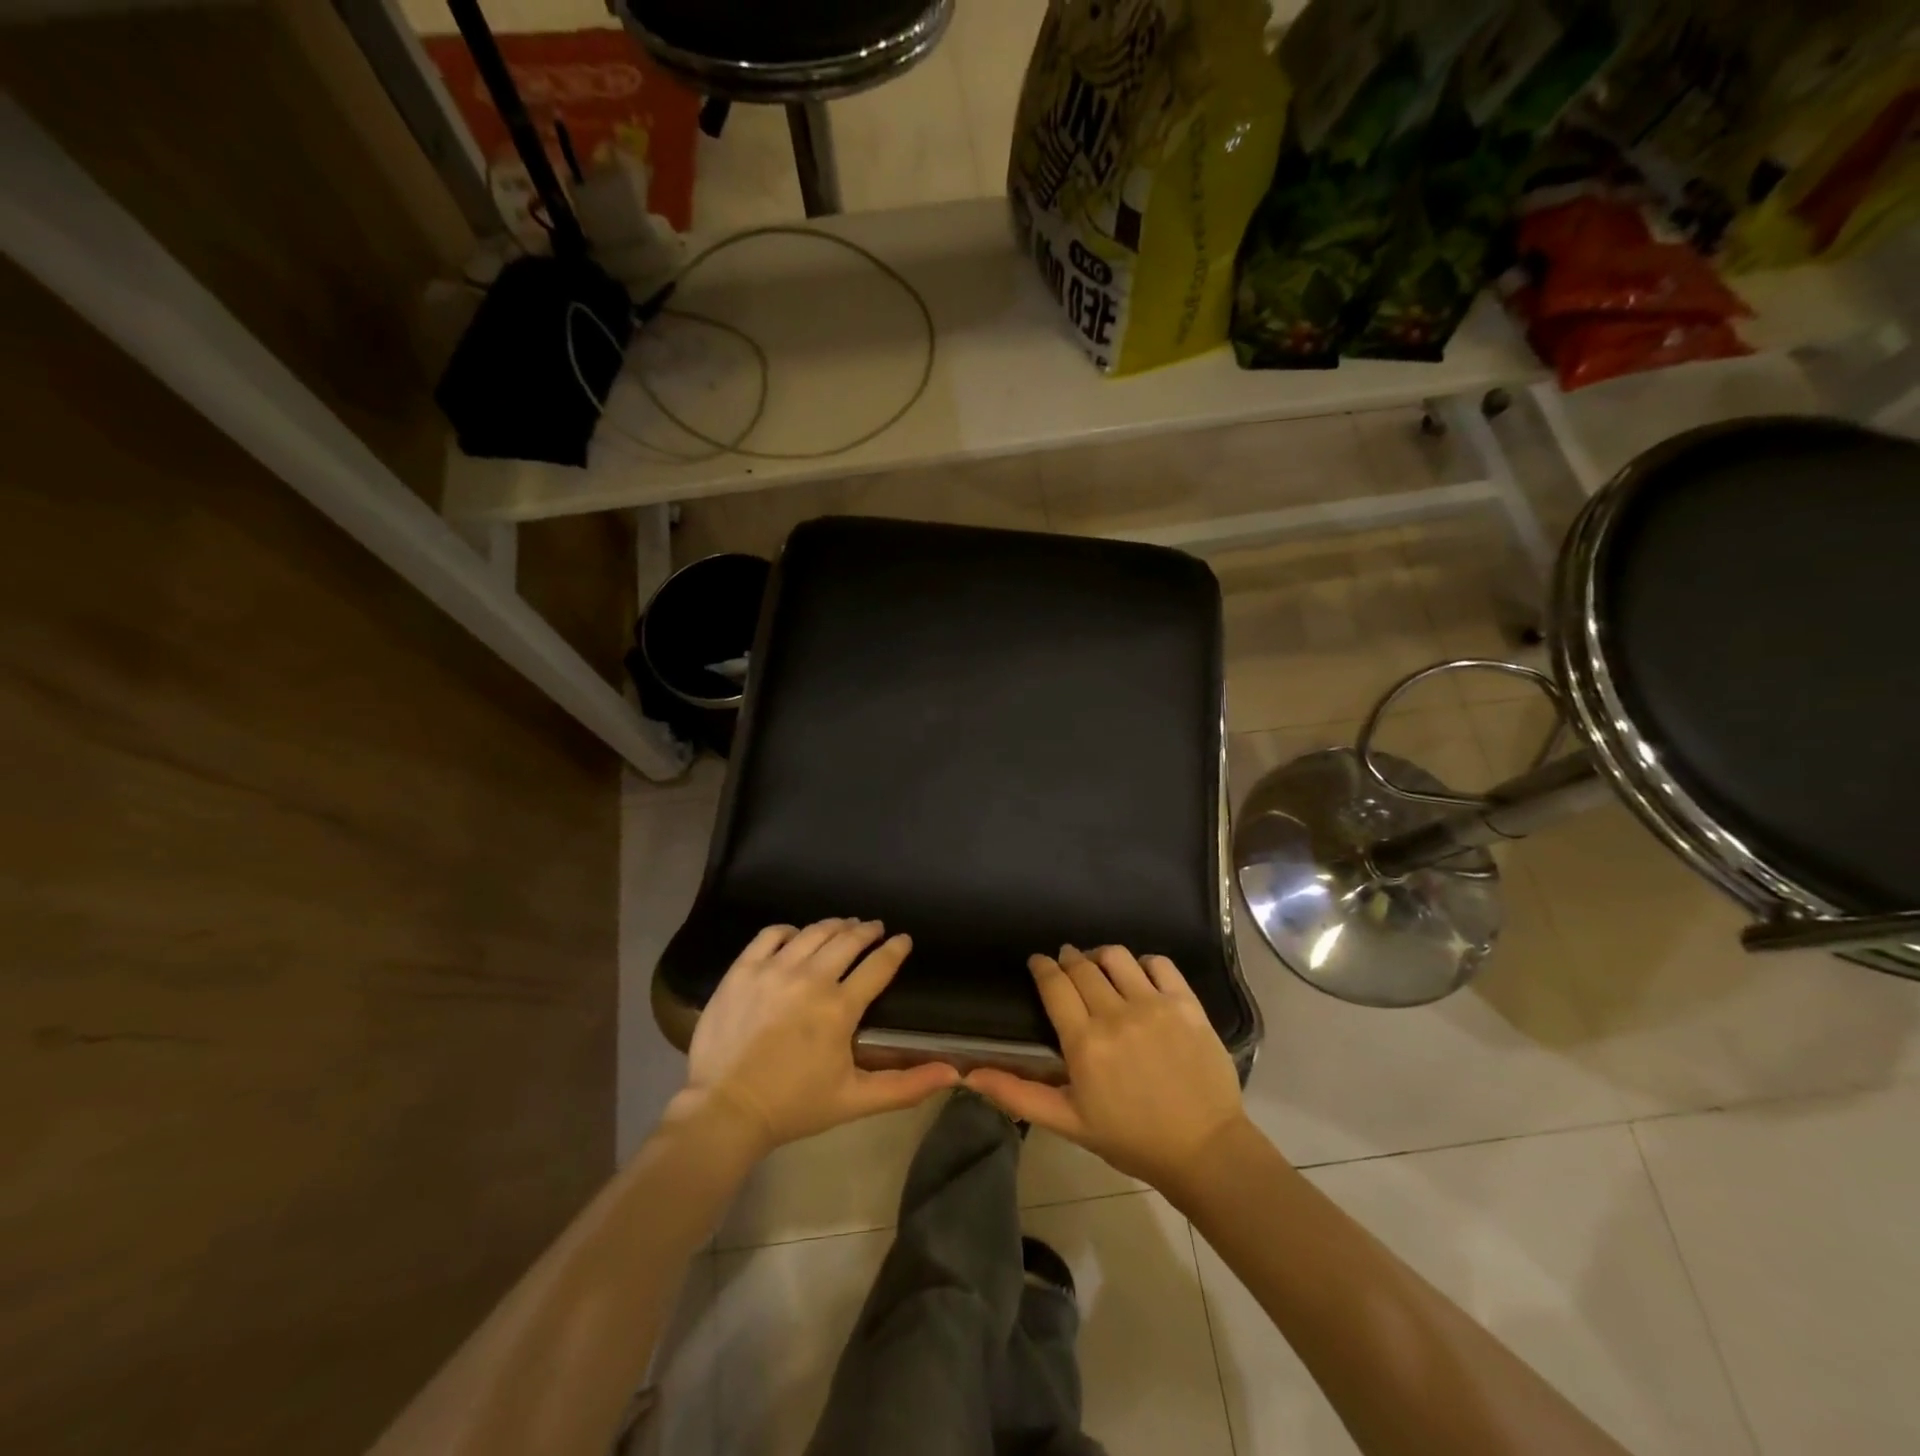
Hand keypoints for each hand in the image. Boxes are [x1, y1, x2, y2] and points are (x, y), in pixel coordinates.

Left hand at [684, 919, 959, 1155]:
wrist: (724, 1111)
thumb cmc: (794, 1106)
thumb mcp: (855, 1100)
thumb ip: (906, 1086)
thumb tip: (954, 1074)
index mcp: (840, 1007)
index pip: (879, 965)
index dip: (896, 949)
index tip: (904, 940)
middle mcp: (810, 978)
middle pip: (848, 939)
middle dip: (867, 931)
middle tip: (875, 929)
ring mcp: (773, 969)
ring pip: (813, 932)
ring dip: (834, 926)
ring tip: (844, 926)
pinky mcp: (742, 970)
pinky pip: (771, 934)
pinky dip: (789, 931)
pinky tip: (796, 936)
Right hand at [966, 945, 1246, 1192]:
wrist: (1204, 1150)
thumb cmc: (1130, 1138)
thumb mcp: (1068, 1122)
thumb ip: (1018, 1094)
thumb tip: (968, 1074)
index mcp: (1084, 1043)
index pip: (1054, 984)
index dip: (1042, 967)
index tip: (1038, 961)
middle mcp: (1116, 1014)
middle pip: (1082, 966)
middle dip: (1068, 959)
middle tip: (1065, 963)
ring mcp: (1154, 1005)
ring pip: (1117, 956)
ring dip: (1100, 956)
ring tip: (1099, 967)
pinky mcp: (1186, 1003)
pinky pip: (1158, 963)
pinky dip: (1143, 963)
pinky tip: (1138, 976)